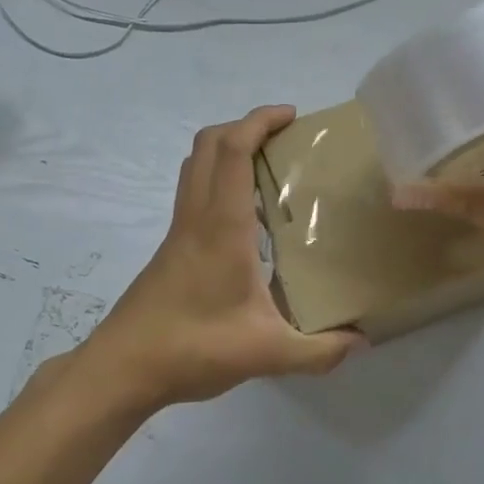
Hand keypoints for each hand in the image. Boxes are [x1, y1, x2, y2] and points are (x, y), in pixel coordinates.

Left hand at [83, 106, 363, 409]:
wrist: (123, 367)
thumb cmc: (192, 348)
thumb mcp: (266, 353)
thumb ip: (318, 351)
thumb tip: (361, 341)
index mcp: (221, 226)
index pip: (232, 150)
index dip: (259, 120)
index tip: (291, 116)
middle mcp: (196, 217)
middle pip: (208, 145)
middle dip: (243, 126)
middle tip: (283, 138)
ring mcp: (178, 231)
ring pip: (194, 166)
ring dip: (226, 150)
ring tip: (267, 169)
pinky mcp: (170, 249)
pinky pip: (193, 194)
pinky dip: (218, 182)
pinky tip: (246, 222)